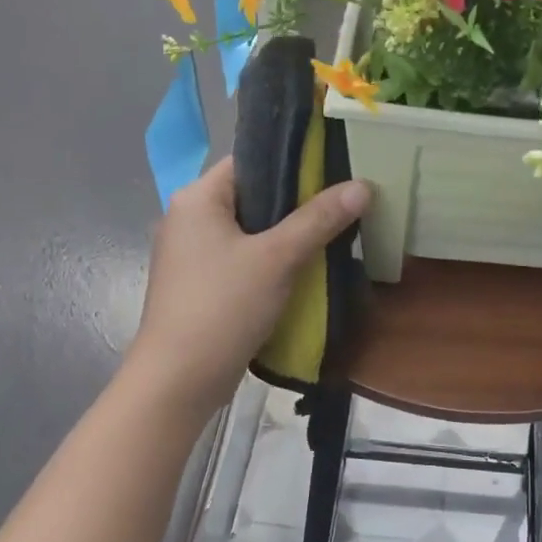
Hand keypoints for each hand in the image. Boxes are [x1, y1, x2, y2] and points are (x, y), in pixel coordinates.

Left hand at [125, 157, 369, 414]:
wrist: (178, 381)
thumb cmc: (223, 306)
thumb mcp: (277, 258)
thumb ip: (319, 219)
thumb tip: (364, 184)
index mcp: (197, 197)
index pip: (250, 160)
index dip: (293, 161)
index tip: (335, 167)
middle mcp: (188, 217)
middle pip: (252, 195)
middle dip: (297, 200)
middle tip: (343, 200)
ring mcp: (192, 253)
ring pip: (250, 229)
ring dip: (287, 232)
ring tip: (333, 229)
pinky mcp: (201, 283)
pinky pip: (243, 257)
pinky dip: (271, 258)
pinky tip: (305, 265)